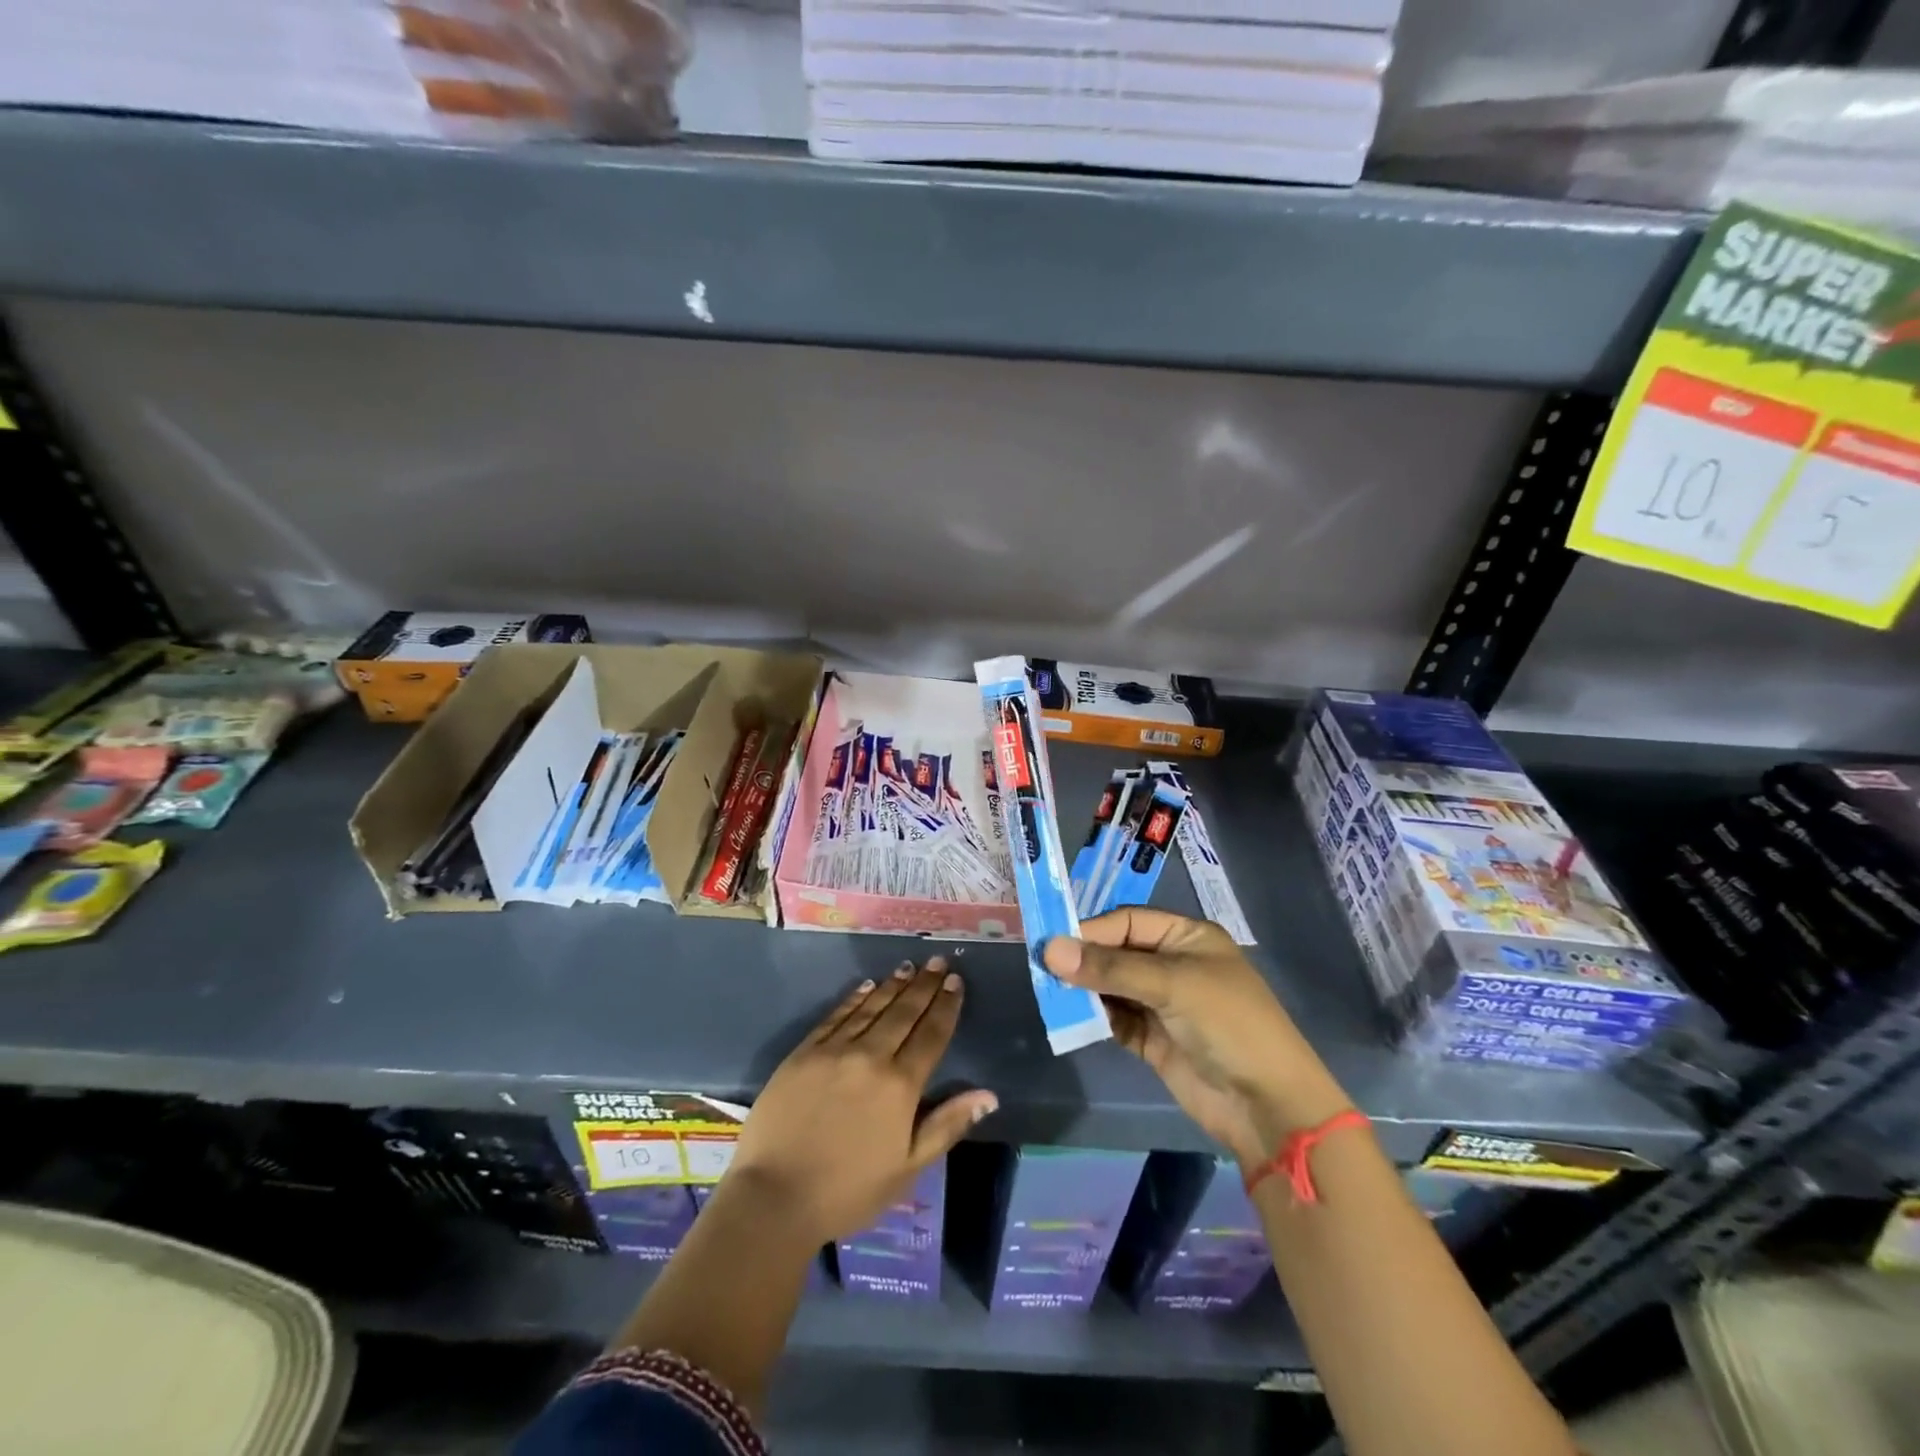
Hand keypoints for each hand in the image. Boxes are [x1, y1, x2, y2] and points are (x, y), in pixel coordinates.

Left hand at [728, 959, 996, 1246]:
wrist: (774, 1197)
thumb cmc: (849, 1190)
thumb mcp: (908, 1168)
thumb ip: (947, 1125)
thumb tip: (988, 1094)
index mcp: (900, 1085)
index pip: (931, 1035)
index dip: (946, 1006)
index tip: (955, 982)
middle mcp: (870, 1056)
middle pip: (903, 1013)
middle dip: (924, 986)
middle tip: (937, 961)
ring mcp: (834, 1050)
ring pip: (871, 1008)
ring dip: (893, 985)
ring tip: (909, 967)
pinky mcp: (804, 1052)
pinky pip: (836, 1016)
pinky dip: (854, 998)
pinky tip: (866, 986)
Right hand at [1044, 909, 1350, 1170]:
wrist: (1268, 1106)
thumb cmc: (1228, 1024)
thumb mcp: (1172, 985)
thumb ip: (1109, 968)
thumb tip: (1049, 949)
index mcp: (1187, 937)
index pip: (1127, 922)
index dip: (1091, 931)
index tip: (1053, 945)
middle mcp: (1173, 964)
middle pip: (1116, 952)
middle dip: (1084, 960)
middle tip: (1042, 969)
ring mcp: (1162, 1003)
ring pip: (1111, 986)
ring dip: (1084, 989)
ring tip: (1050, 993)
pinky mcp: (1153, 1039)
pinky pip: (1114, 1019)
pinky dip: (1093, 1017)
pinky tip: (1070, 1018)